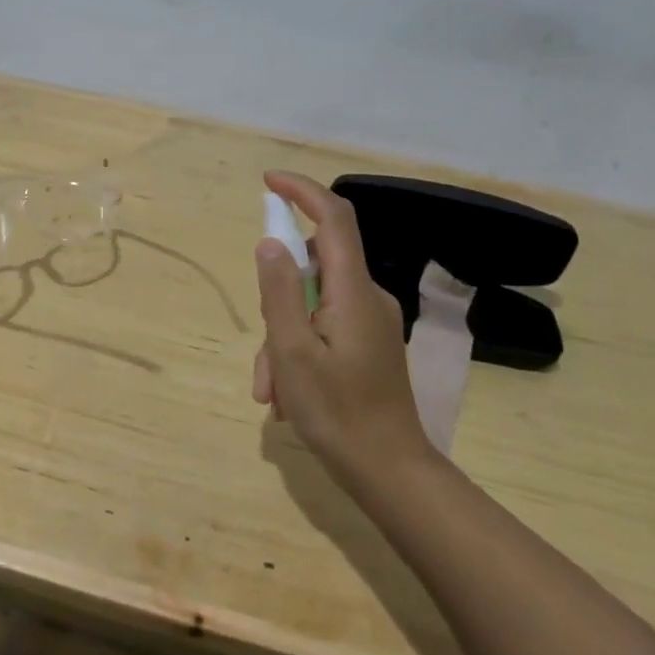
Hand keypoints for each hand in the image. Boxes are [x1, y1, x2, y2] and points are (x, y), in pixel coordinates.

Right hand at [253, 170, 437, 488]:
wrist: (390, 473)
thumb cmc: (337, 413)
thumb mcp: (291, 352)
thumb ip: (279, 291)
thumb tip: (271, 241)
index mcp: (354, 291)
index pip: (334, 217)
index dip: (302, 191)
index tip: (268, 182)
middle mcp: (368, 297)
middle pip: (314, 268)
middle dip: (276, 301)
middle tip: (264, 355)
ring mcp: (371, 322)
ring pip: (313, 305)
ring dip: (282, 338)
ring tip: (271, 391)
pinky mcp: (369, 344)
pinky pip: (324, 327)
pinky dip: (299, 350)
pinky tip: (286, 396)